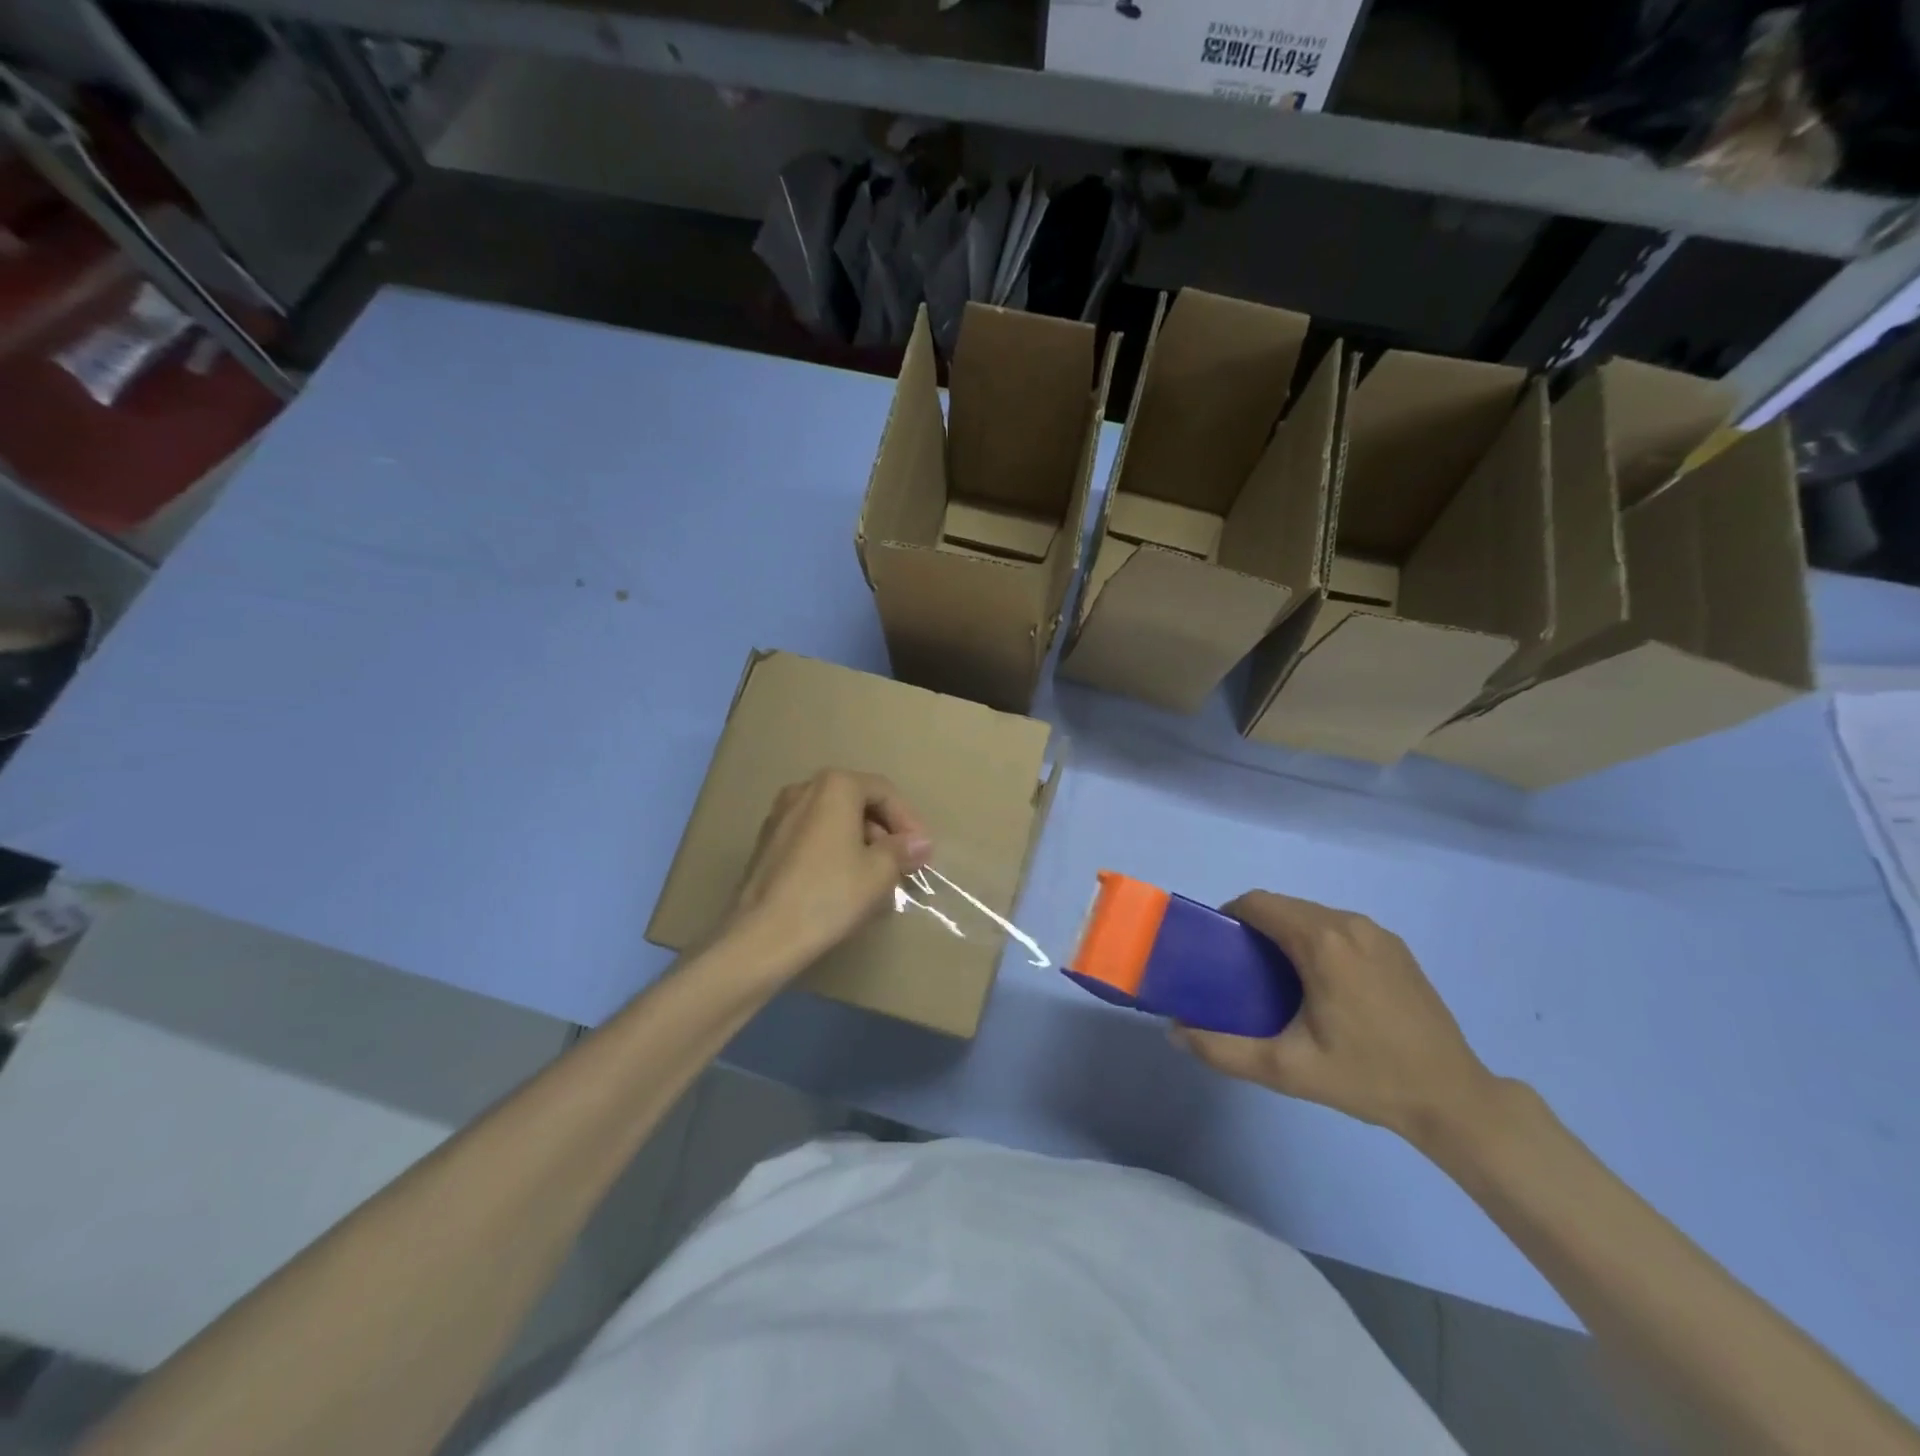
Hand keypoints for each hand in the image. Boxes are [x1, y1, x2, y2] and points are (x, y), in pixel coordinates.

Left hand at [728, 769, 931, 965]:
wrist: (763, 936)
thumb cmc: (829, 894)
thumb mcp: (879, 872)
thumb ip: (903, 850)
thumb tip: (919, 843)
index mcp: (835, 786)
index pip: (884, 792)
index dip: (910, 821)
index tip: (923, 853)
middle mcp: (804, 789)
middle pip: (857, 802)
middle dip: (885, 831)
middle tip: (904, 864)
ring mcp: (780, 815)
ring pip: (834, 820)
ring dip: (861, 842)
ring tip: (878, 877)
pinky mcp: (766, 843)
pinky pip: (812, 836)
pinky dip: (835, 850)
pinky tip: (845, 882)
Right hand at [1173, 891, 1498, 1144]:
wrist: (1453, 1098)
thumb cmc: (1366, 1077)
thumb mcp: (1285, 1069)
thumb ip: (1223, 1050)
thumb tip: (1174, 1034)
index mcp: (1320, 941)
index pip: (1257, 903)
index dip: (1229, 917)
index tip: (1218, 950)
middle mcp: (1348, 923)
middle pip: (1283, 906)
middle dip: (1255, 927)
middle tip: (1242, 970)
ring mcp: (1377, 933)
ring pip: (1312, 914)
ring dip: (1286, 932)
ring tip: (1278, 979)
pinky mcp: (1396, 948)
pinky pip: (1340, 927)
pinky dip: (1317, 940)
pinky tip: (1322, 984)